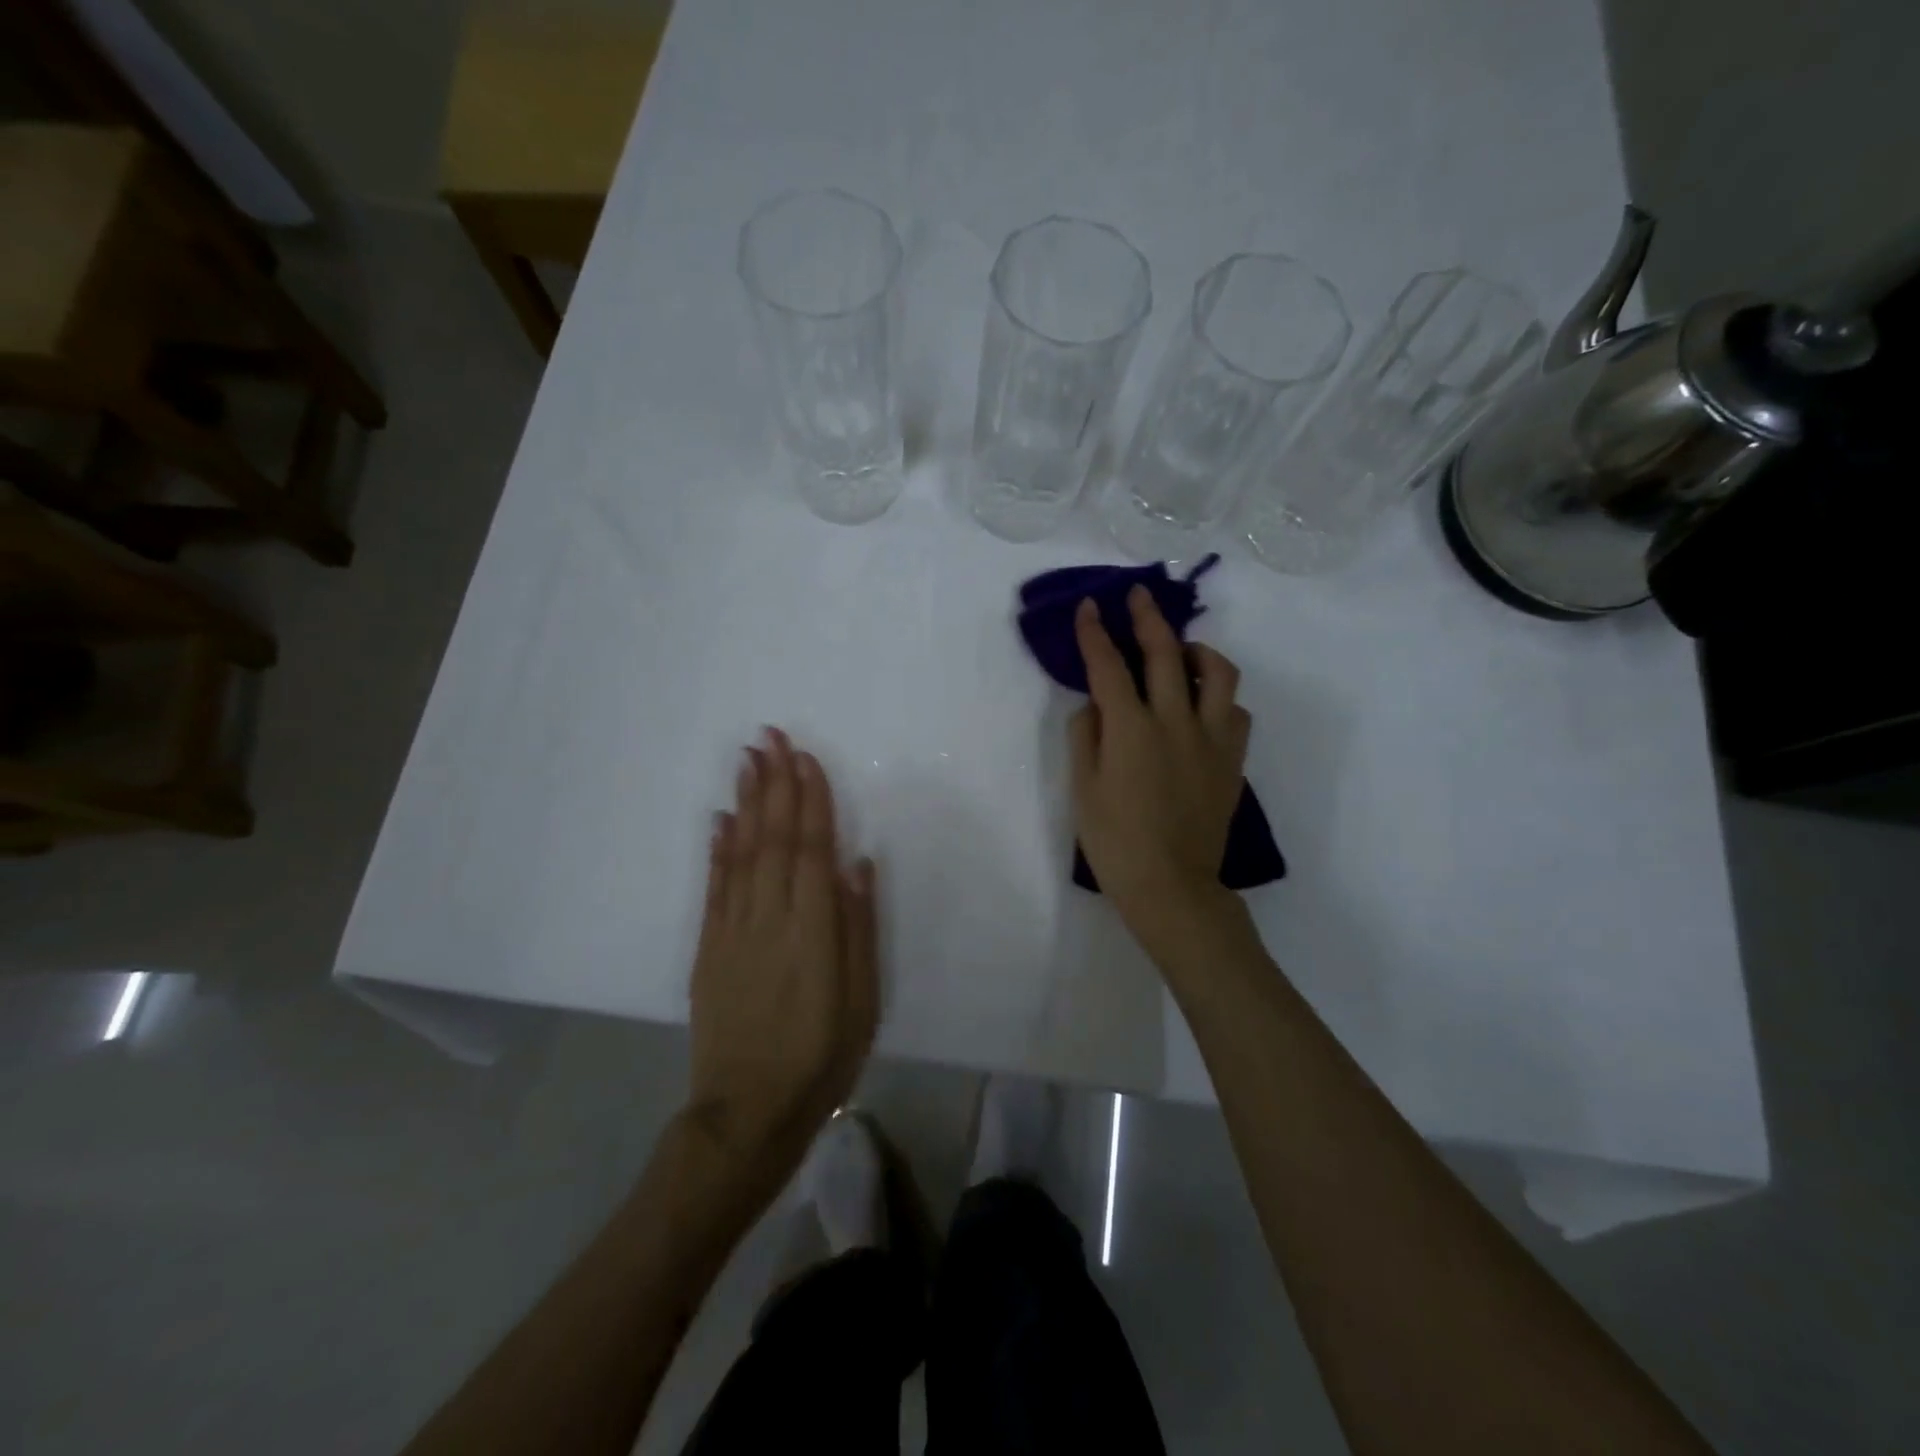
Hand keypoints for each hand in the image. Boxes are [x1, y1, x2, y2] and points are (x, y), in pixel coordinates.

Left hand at [685, 728, 878, 1193]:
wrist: (748, 1112)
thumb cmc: (822, 1056)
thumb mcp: (862, 1000)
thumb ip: (858, 928)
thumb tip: (856, 864)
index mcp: (812, 930)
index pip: (811, 849)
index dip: (810, 800)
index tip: (807, 758)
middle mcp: (769, 918)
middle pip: (773, 839)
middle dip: (775, 784)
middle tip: (772, 736)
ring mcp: (732, 931)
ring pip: (741, 853)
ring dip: (746, 802)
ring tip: (748, 759)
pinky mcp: (708, 948)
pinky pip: (714, 887)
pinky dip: (718, 849)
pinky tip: (721, 819)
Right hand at [1069, 587, 1250, 945]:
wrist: (1170, 886)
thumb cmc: (1115, 842)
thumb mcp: (1082, 789)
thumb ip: (1085, 736)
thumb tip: (1094, 705)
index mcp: (1130, 728)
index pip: (1108, 666)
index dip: (1095, 632)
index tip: (1090, 606)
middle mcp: (1174, 721)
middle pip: (1165, 653)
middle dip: (1148, 617)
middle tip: (1138, 596)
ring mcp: (1210, 739)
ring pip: (1218, 673)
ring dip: (1197, 651)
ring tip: (1182, 652)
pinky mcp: (1232, 760)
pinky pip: (1235, 712)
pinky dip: (1220, 698)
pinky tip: (1204, 706)